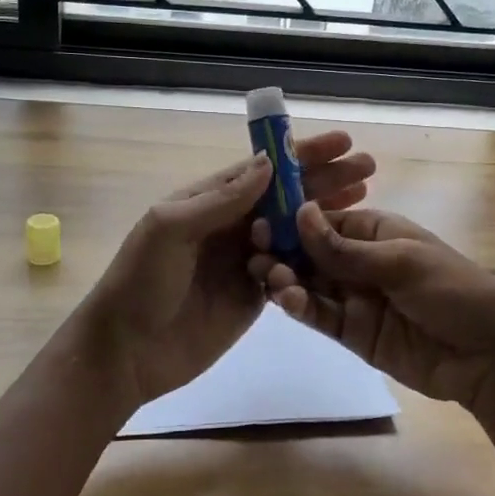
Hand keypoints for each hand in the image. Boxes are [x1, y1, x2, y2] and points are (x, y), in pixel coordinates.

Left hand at [79, 132, 375, 412]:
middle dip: (325, 179)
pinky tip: (345, 246)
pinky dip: (316, 256)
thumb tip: (269, 164)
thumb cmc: (141, 281)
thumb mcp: (170, 228)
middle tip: (367, 168)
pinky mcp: (254, 295)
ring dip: (327, 213)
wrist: (127, 352)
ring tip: (365, 198)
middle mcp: (230, 224)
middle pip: (286, 196)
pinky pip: (291, 270)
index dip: (302, 155)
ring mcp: (244, 260)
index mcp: (208, 200)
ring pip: (294, 229)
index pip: (263, 170)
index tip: (341, 143)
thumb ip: (220, 198)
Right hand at [250, 202, 494, 417]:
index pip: (324, 221)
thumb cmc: (454, 291)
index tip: (261, 222)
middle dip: (283, 251)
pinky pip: (319, 315)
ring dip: (286, 279)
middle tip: (257, 255)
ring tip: (269, 279)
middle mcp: (359, 261)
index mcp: (374, 231)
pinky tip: (287, 302)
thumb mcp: (402, 262)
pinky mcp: (352, 332)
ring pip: (309, 283)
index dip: (293, 221)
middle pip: (310, 252)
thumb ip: (345, 248)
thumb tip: (299, 213)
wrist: (490, 356)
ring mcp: (354, 297)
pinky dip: (301, 308)